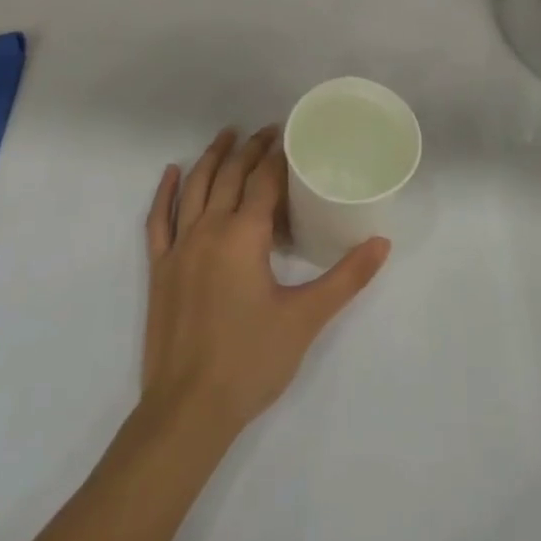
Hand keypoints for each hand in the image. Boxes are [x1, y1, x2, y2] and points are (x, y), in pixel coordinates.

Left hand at [141, 127, 389, 438]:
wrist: (188, 410)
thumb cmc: (251, 361)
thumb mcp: (306, 319)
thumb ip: (346, 278)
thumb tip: (382, 243)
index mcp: (244, 235)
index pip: (263, 181)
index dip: (277, 156)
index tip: (289, 137)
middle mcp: (209, 229)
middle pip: (230, 175)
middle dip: (250, 149)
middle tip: (267, 131)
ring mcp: (179, 247)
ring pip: (195, 187)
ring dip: (212, 157)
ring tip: (227, 134)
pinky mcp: (160, 269)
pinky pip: (158, 220)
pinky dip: (165, 192)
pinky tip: (171, 172)